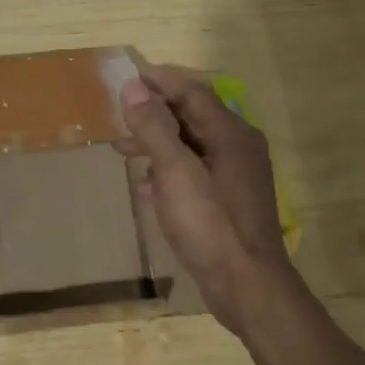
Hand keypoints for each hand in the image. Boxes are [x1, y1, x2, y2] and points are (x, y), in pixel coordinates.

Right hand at [119, 65, 300, 337]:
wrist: (247, 287)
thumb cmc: (211, 224)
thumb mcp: (175, 171)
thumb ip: (154, 127)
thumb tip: (133, 87)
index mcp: (230, 133)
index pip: (191, 92)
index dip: (158, 81)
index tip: (125, 77)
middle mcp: (237, 146)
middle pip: (191, 115)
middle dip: (153, 113)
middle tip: (117, 115)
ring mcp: (235, 175)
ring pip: (190, 144)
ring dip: (156, 142)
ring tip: (122, 149)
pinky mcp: (227, 200)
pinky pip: (193, 171)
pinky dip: (167, 169)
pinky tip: (144, 185)